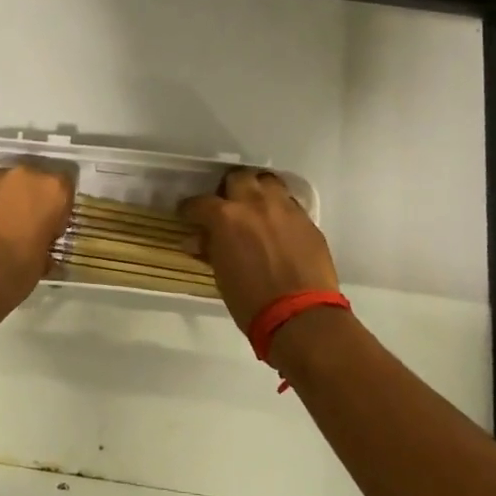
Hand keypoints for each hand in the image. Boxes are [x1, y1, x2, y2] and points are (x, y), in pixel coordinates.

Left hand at [0, 163, 75, 312]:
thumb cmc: (16, 272)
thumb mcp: (43, 260)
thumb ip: (46, 240)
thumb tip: (41, 244)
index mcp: (52, 189)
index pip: (64, 187)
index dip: (58, 208)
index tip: (50, 227)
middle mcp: (24, 175)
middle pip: (32, 180)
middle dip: (29, 199)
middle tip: (24, 225)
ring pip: (4, 184)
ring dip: (4, 200)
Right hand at [181, 169, 338, 333]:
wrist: (302, 317)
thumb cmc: (252, 301)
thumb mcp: (221, 275)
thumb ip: (210, 249)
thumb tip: (196, 240)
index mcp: (226, 217)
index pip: (199, 203)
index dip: (190, 209)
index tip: (188, 216)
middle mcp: (254, 203)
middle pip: (238, 178)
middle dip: (228, 189)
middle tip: (226, 206)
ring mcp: (284, 208)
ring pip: (267, 182)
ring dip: (257, 190)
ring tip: (255, 208)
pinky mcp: (307, 219)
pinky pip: (289, 202)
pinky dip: (278, 208)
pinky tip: (278, 225)